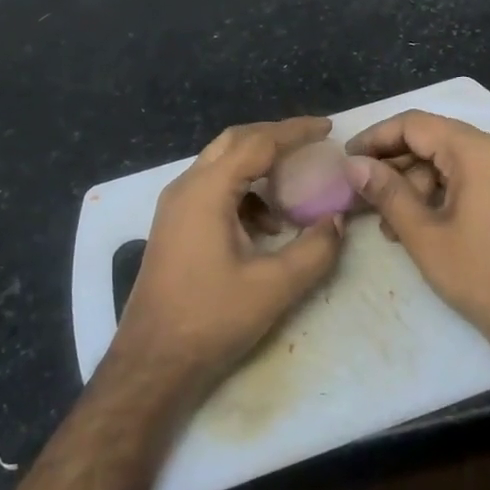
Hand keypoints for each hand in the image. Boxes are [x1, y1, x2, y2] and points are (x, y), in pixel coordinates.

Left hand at [110, 117, 344, 399]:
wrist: (152, 361)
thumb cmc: (211, 318)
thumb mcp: (274, 286)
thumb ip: (314, 249)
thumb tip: (337, 221)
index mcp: (207, 191)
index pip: (258, 142)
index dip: (295, 132)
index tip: (328, 128)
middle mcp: (186, 187)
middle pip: (234, 142)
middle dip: (274, 138)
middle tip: (311, 145)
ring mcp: (175, 207)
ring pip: (221, 164)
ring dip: (258, 167)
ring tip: (293, 190)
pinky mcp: (174, 226)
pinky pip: (212, 189)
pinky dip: (243, 192)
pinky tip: (265, 226)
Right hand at [343, 111, 489, 371]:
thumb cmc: (484, 277)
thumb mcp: (425, 236)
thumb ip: (387, 193)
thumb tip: (353, 165)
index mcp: (480, 151)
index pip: (415, 124)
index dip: (376, 138)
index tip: (346, 160)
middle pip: (434, 141)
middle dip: (394, 167)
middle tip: (361, 195)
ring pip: (450, 162)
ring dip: (415, 186)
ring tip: (389, 225)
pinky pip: (470, 179)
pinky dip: (441, 195)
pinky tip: (419, 225)